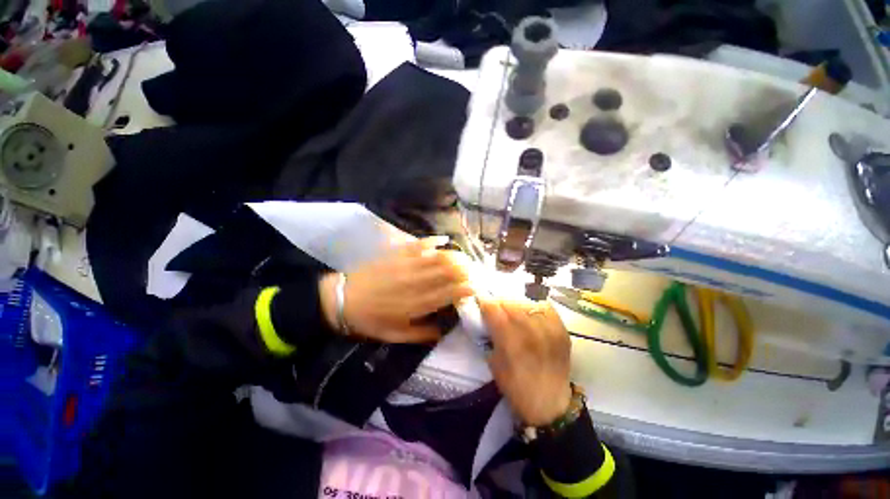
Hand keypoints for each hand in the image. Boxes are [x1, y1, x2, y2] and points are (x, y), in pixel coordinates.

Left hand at [319, 237, 473, 342]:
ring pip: (437, 258)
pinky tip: (443, 239)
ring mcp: (406, 266)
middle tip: (475, 269)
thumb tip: (443, 330)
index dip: (465, 289)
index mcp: (417, 304)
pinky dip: (432, 241)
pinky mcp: (396, 255)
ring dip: (454, 255)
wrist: (342, 299)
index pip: (448, 294)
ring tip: (465, 256)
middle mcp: (416, 283)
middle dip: (465, 270)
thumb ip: (421, 334)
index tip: (477, 286)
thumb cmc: (370, 320)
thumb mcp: (395, 335)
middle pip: (447, 273)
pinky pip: (418, 245)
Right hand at [478, 297, 572, 425]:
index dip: (484, 301)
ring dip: (515, 303)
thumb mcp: (493, 362)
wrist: (549, 404)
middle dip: (498, 301)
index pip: (493, 308)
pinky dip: (534, 306)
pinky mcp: (561, 330)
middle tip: (495, 305)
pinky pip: (545, 307)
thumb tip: (487, 317)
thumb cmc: (515, 387)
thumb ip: (490, 336)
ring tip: (511, 308)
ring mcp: (548, 330)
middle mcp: (530, 332)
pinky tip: (529, 312)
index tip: (480, 300)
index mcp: (510, 342)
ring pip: (526, 302)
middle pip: (509, 301)